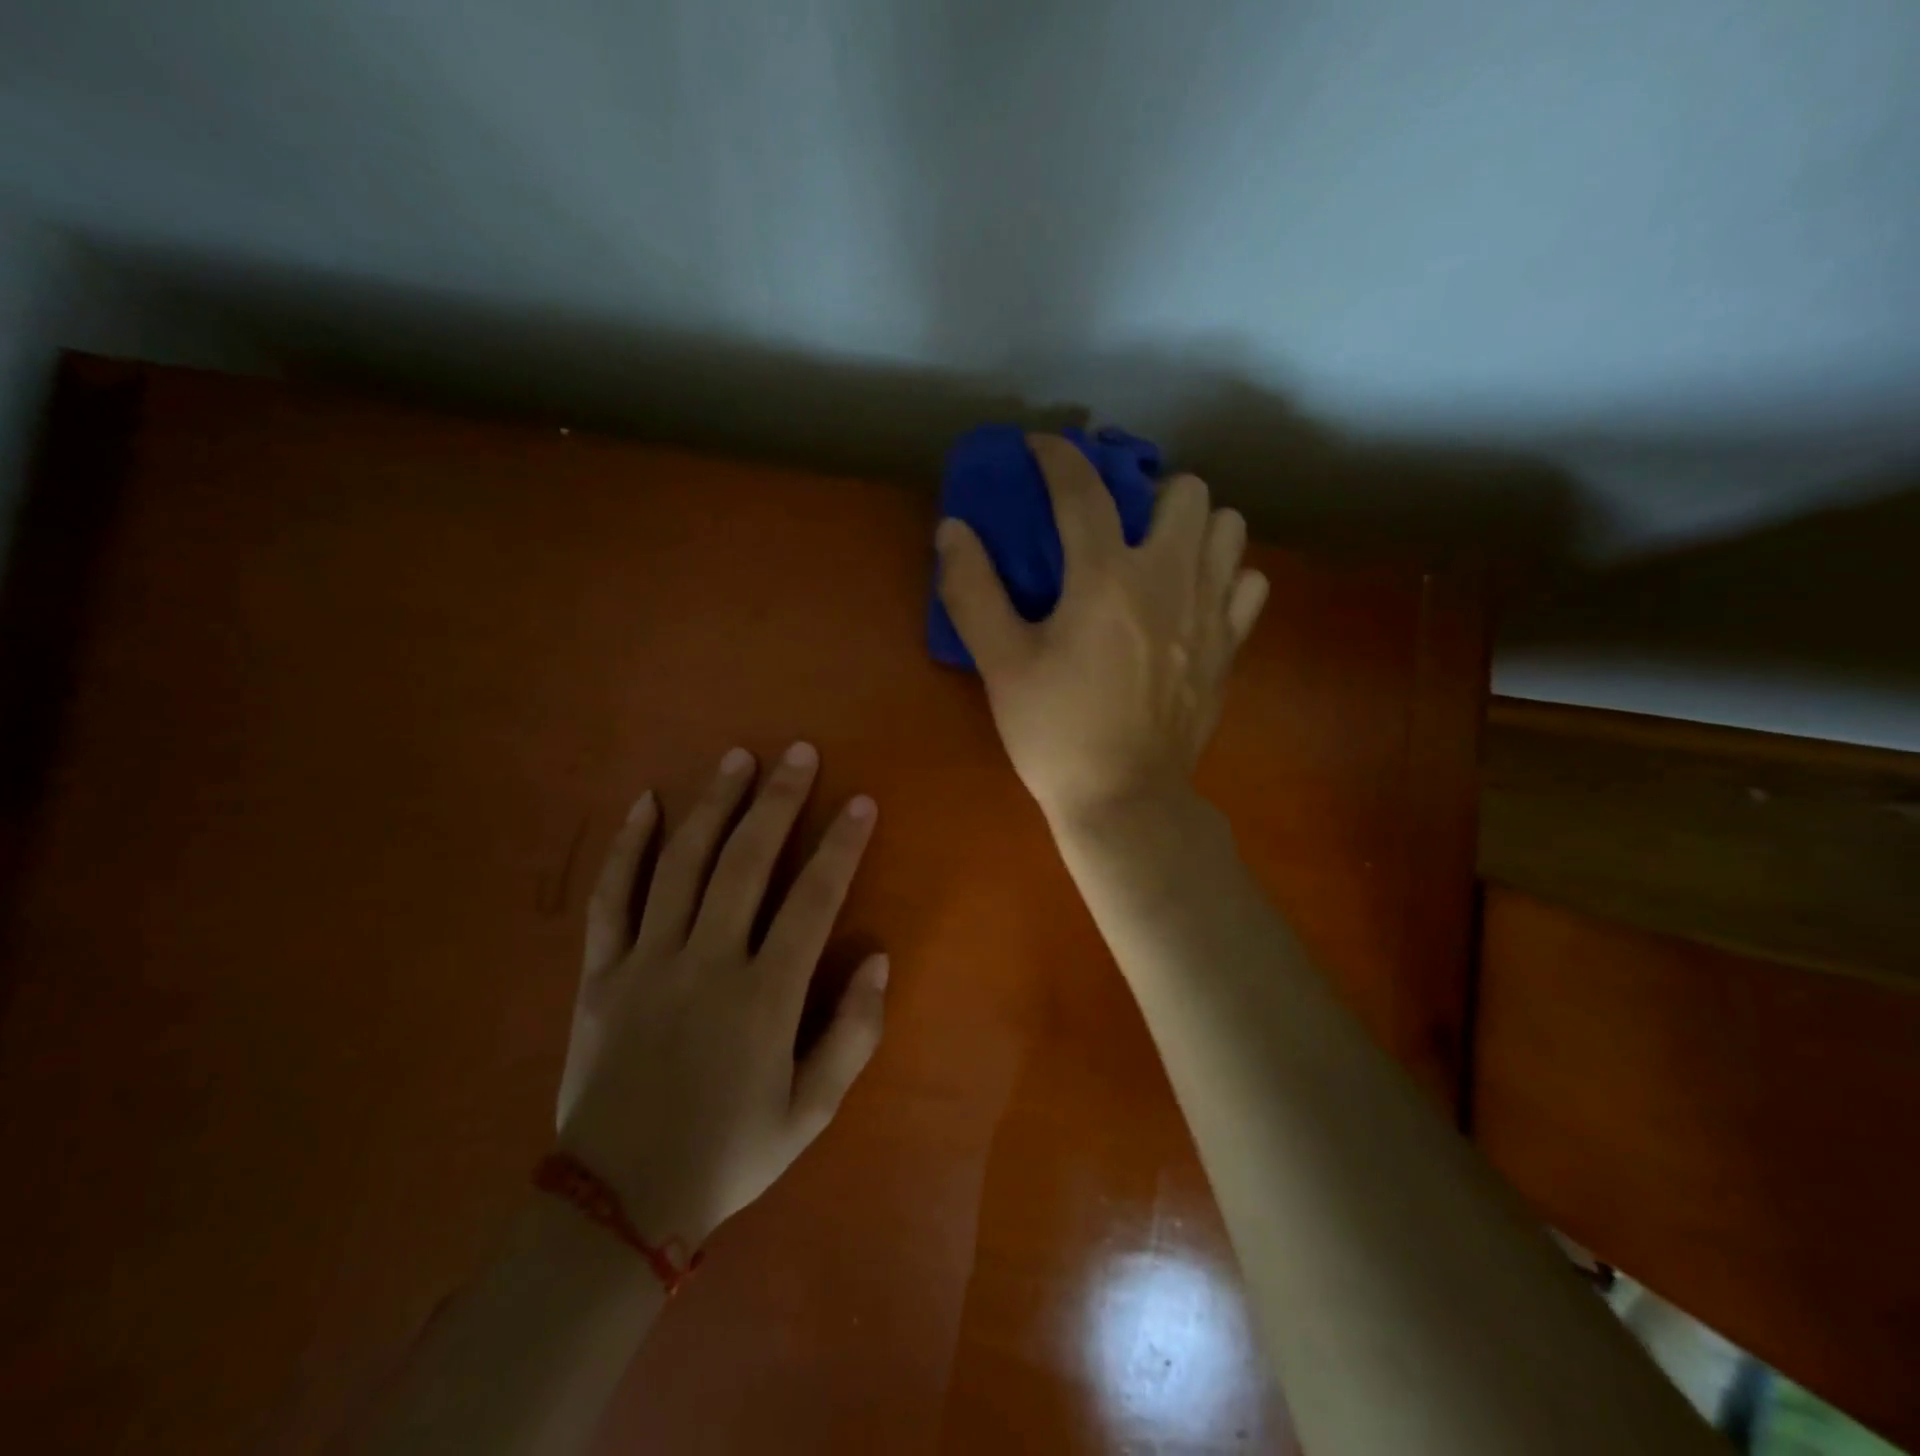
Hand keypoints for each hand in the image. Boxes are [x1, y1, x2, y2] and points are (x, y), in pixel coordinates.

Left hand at [553, 743, 887, 1247]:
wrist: (618, 1204)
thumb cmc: (729, 1154)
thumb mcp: (811, 1111)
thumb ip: (853, 1033)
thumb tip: (878, 957)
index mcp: (763, 997)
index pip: (812, 900)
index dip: (841, 846)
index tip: (860, 802)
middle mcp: (706, 963)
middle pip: (745, 862)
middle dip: (777, 801)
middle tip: (798, 752)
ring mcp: (647, 962)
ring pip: (681, 864)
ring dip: (712, 804)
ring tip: (736, 758)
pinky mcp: (601, 973)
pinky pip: (612, 897)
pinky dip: (628, 846)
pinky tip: (646, 802)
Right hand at [935, 434, 1268, 828]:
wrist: (1124, 800)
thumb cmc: (1056, 733)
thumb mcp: (1001, 665)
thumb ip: (973, 590)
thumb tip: (953, 529)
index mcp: (1106, 578)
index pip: (1083, 491)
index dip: (1058, 457)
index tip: (1039, 446)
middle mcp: (1169, 579)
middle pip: (1185, 491)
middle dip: (1148, 491)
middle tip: (1117, 522)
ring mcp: (1210, 613)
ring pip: (1229, 528)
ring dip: (1195, 526)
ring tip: (1161, 553)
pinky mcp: (1229, 648)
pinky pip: (1249, 584)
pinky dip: (1226, 576)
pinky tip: (1194, 598)